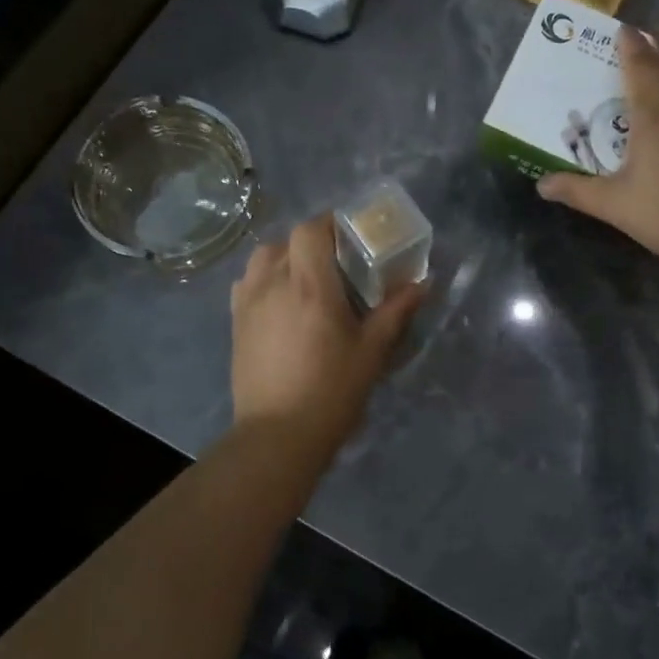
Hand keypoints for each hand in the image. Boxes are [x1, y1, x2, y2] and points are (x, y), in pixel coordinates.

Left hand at [230, 213, 426, 453]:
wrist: (278, 434)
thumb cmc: (332, 390)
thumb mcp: (372, 351)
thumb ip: (396, 310)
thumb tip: (423, 282)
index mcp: (309, 286)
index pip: (310, 230)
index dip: (329, 224)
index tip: (350, 236)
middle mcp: (273, 284)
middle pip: (286, 241)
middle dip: (311, 242)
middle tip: (336, 263)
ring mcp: (248, 303)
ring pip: (262, 259)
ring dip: (284, 257)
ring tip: (305, 279)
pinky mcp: (235, 323)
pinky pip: (247, 283)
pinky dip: (264, 279)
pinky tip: (280, 302)